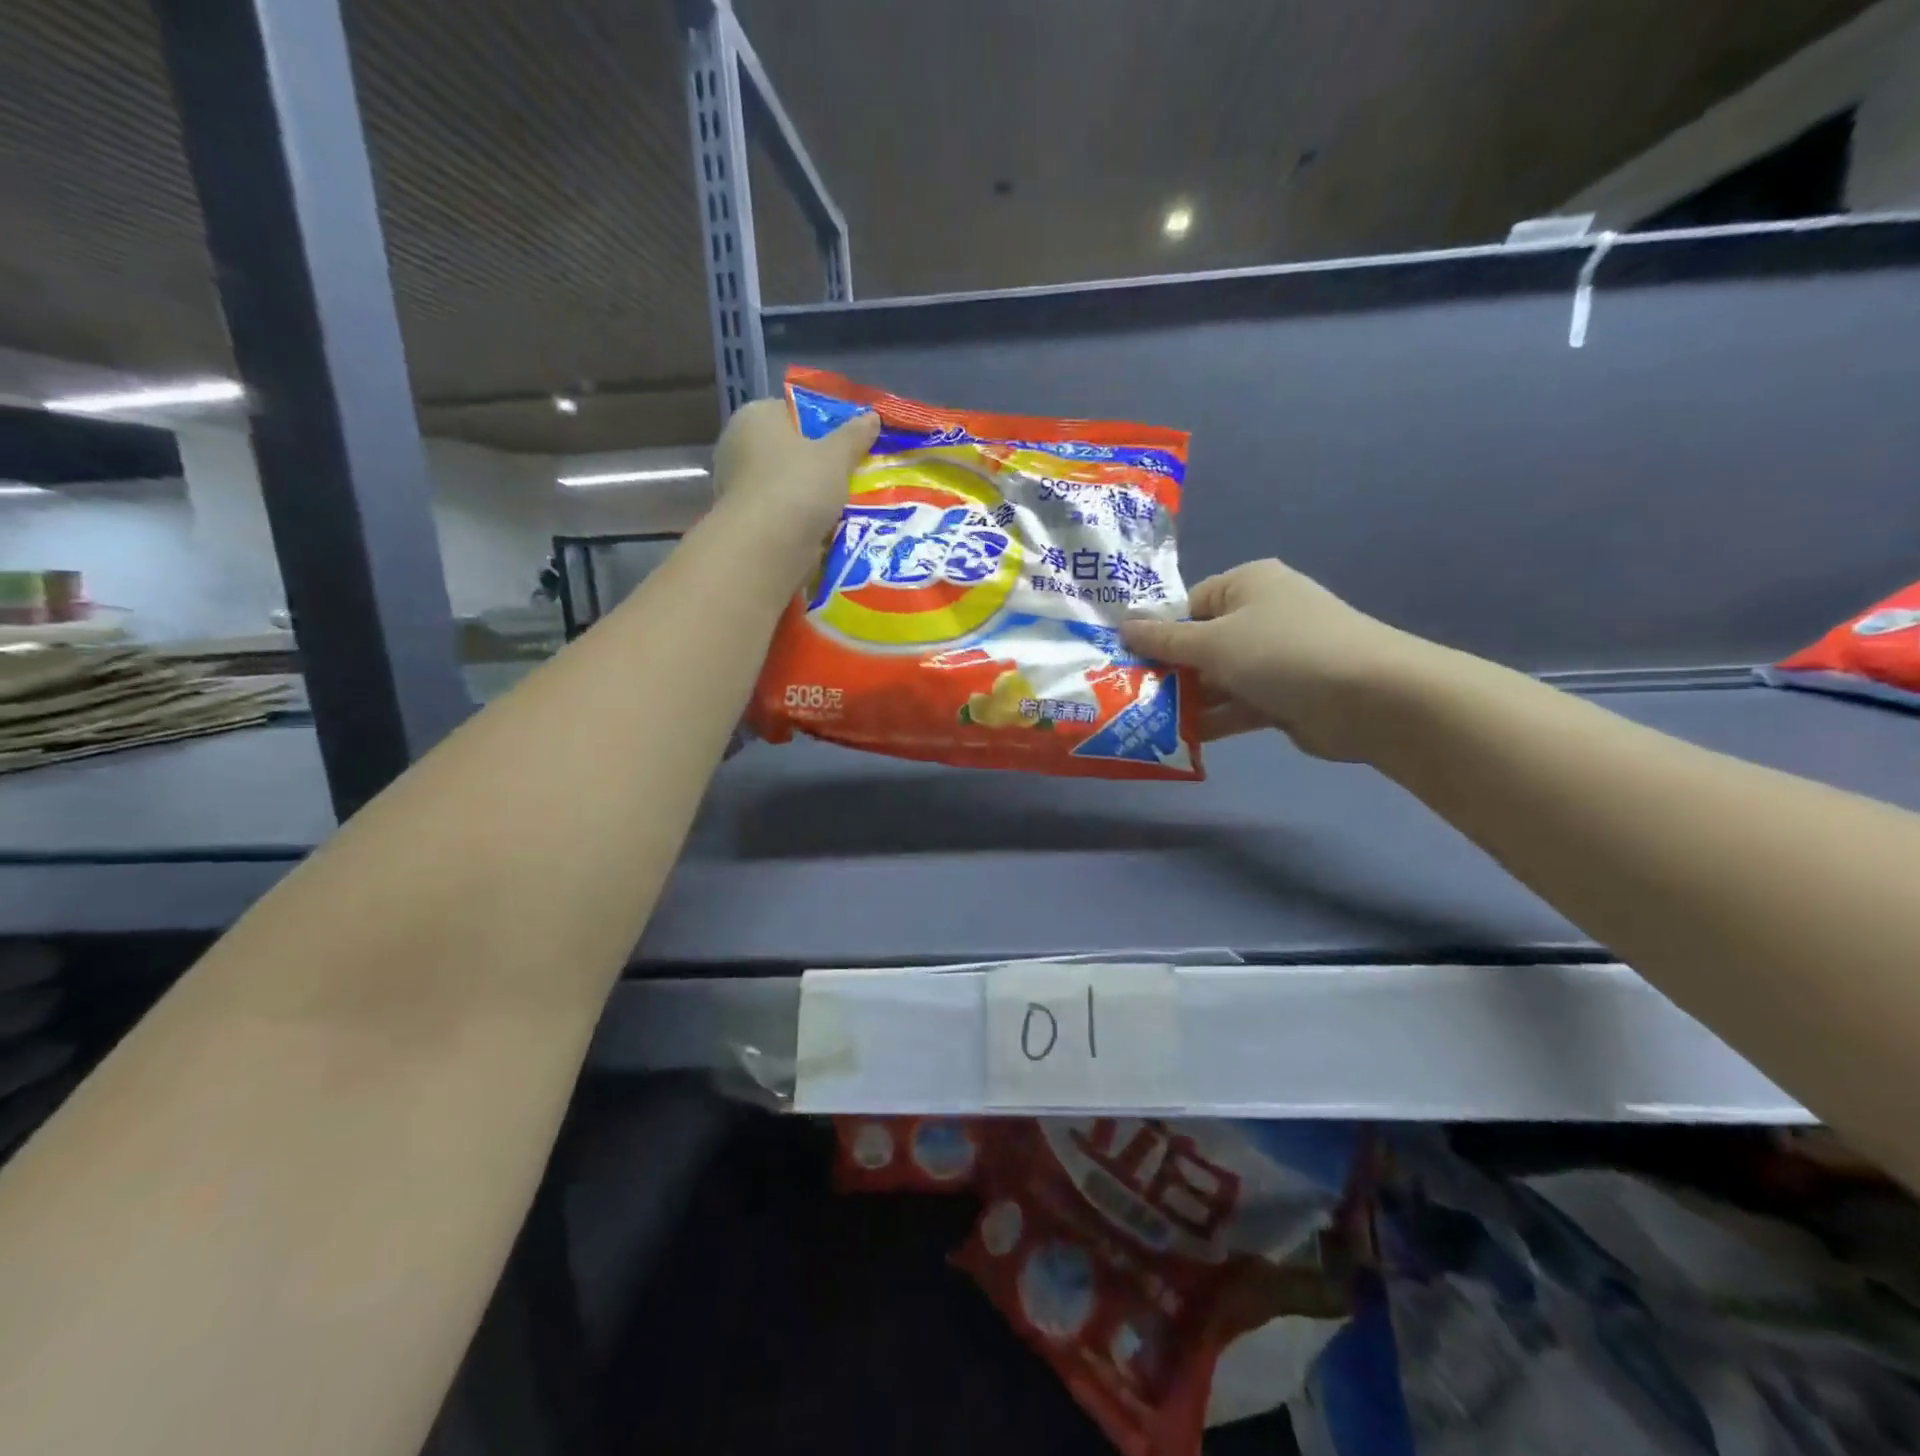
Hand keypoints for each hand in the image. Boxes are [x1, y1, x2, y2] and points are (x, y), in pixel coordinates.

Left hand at [711, 398, 878, 578]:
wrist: (767, 547)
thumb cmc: (798, 486)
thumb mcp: (836, 456)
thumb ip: (854, 435)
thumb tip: (872, 416)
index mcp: (755, 417)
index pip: (793, 411)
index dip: (824, 424)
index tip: (851, 441)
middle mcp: (739, 447)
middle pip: (790, 450)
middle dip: (819, 463)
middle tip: (855, 473)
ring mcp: (739, 486)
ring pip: (788, 484)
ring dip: (813, 494)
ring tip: (848, 502)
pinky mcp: (747, 521)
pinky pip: (783, 512)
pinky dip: (803, 518)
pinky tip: (828, 526)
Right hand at [1120, 559, 1439, 759]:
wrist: (1370, 699)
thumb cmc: (1281, 652)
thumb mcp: (1212, 642)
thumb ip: (1164, 640)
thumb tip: (1123, 626)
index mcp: (1246, 585)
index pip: (1187, 605)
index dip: (1155, 632)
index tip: (1123, 662)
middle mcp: (1260, 616)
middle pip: (1200, 644)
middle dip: (1167, 671)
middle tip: (1126, 695)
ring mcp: (1274, 658)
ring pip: (1217, 678)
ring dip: (1186, 700)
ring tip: (1143, 721)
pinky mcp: (1283, 696)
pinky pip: (1236, 705)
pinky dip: (1212, 719)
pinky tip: (1177, 738)